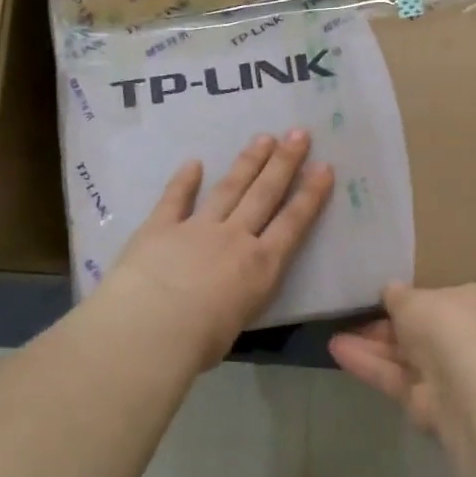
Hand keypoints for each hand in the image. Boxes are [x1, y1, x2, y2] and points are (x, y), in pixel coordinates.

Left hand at [96, 131, 334, 371]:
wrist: (151, 327)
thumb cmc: (200, 342)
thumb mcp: (235, 324)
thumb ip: (237, 301)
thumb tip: (228, 297)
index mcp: (261, 266)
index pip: (293, 224)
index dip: (310, 195)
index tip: (324, 168)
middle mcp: (235, 238)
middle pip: (264, 194)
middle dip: (284, 163)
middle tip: (298, 134)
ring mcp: (197, 228)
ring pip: (229, 189)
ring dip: (247, 162)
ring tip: (263, 138)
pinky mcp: (160, 227)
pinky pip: (174, 199)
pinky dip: (184, 181)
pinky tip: (193, 163)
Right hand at [328, 282, 475, 434]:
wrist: (462, 382)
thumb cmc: (444, 323)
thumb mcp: (412, 298)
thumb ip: (397, 295)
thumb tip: (390, 291)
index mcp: (472, 304)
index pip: (440, 298)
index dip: (411, 298)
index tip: (383, 297)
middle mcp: (464, 337)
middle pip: (417, 330)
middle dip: (383, 326)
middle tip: (351, 318)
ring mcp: (446, 371)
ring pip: (402, 356)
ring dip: (369, 346)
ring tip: (333, 337)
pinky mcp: (426, 399)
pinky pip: (394, 377)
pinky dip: (368, 365)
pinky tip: (338, 352)